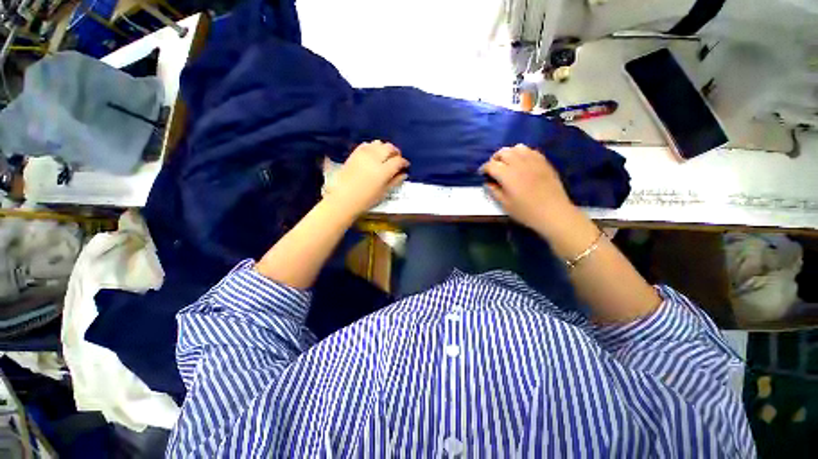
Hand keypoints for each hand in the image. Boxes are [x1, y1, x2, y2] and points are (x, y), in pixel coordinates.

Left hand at [326, 140, 408, 216]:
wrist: (343, 199)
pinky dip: (373, 147)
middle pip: (389, 148)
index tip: (406, 165)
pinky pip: (366, 145)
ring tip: (386, 156)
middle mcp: (374, 159)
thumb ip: (395, 181)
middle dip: (396, 152)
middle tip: (397, 159)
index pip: (398, 161)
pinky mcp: (354, 154)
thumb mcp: (383, 193)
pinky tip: (374, 154)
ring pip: (378, 143)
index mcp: (383, 171)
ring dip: (385, 148)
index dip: (404, 162)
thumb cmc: (366, 200)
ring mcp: (363, 155)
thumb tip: (404, 174)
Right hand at [481, 144, 576, 236]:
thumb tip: (488, 183)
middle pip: (503, 152)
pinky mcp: (544, 162)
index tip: (482, 174)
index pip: (491, 165)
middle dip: (495, 158)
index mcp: (507, 174)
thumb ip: (494, 191)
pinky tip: (522, 162)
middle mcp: (519, 163)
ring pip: (517, 148)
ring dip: (509, 153)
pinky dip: (522, 153)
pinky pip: (531, 150)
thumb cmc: (526, 211)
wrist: (553, 212)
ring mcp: (533, 161)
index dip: (484, 168)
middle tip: (494, 168)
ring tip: (507, 163)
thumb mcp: (505, 204)